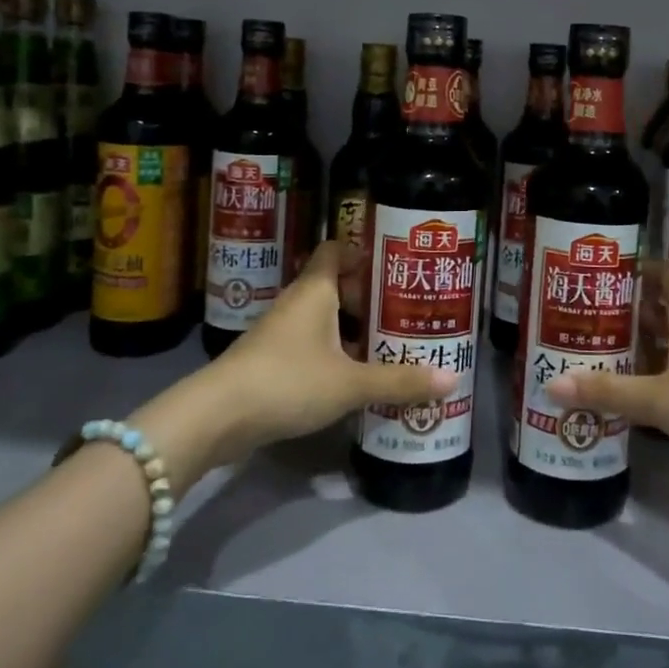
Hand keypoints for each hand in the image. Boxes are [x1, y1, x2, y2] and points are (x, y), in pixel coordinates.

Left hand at [143, 242, 458, 477]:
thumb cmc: (287, 381)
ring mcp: (280, 332)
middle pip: (336, 285)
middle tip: (407, 312)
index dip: (364, 252)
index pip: (336, 249)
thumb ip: (399, 381)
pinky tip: (356, 376)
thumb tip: (452, 379)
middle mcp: (297, 303)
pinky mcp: (270, 361)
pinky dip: (334, 353)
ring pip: (324, 319)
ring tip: (390, 344)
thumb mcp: (350, 384)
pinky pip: (311, 345)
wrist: (216, 418)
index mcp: (315, 290)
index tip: (396, 266)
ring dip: (352, 329)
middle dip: (369, 298)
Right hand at [545, 263, 668, 490]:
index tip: (597, 272)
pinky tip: (629, 390)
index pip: (661, 272)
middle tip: (580, 318)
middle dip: (624, 311)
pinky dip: (655, 374)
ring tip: (594, 351)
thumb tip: (551, 385)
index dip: (632, 267)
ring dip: (638, 346)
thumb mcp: (661, 400)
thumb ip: (608, 391)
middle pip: (659, 308)